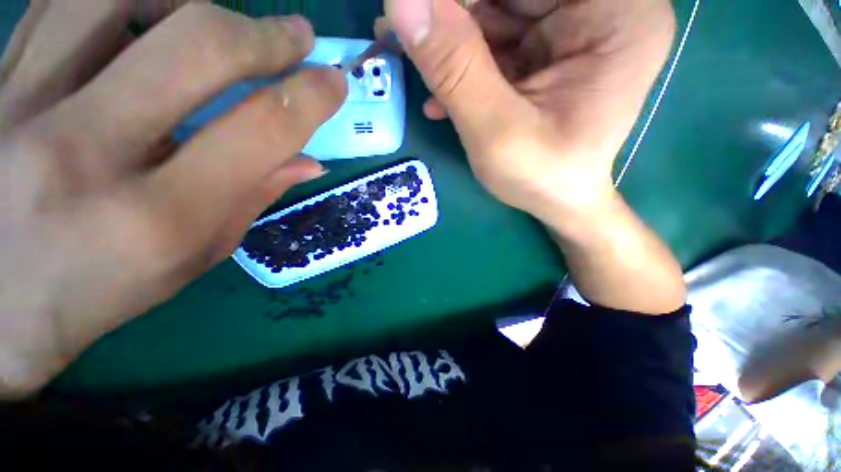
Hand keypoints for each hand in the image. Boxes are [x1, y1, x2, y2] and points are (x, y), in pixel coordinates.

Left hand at [0, 1, 346, 396]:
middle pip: (195, 45)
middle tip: (296, 34)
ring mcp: (21, 107)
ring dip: (190, 2)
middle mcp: (85, 152)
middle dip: (263, 34)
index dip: (310, 98)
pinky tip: (145, 14)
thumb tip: (309, 161)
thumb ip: (254, 198)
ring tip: (214, 23)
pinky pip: (62, 3)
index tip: (334, 81)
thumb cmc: (101, 292)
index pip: (260, 132)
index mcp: (158, 217)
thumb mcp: (194, 256)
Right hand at [384, 0, 685, 313]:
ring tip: (413, 60)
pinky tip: (441, 95)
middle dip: (453, 16)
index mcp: (616, 13)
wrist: (556, 202)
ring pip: (500, 10)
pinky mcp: (554, 49)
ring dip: (451, 39)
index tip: (413, 14)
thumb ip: (454, 68)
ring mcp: (579, 27)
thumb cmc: (540, 177)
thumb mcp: (496, 130)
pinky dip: (466, 61)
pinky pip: (502, 38)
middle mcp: (605, 7)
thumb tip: (400, 3)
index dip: (462, 0)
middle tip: (403, 34)